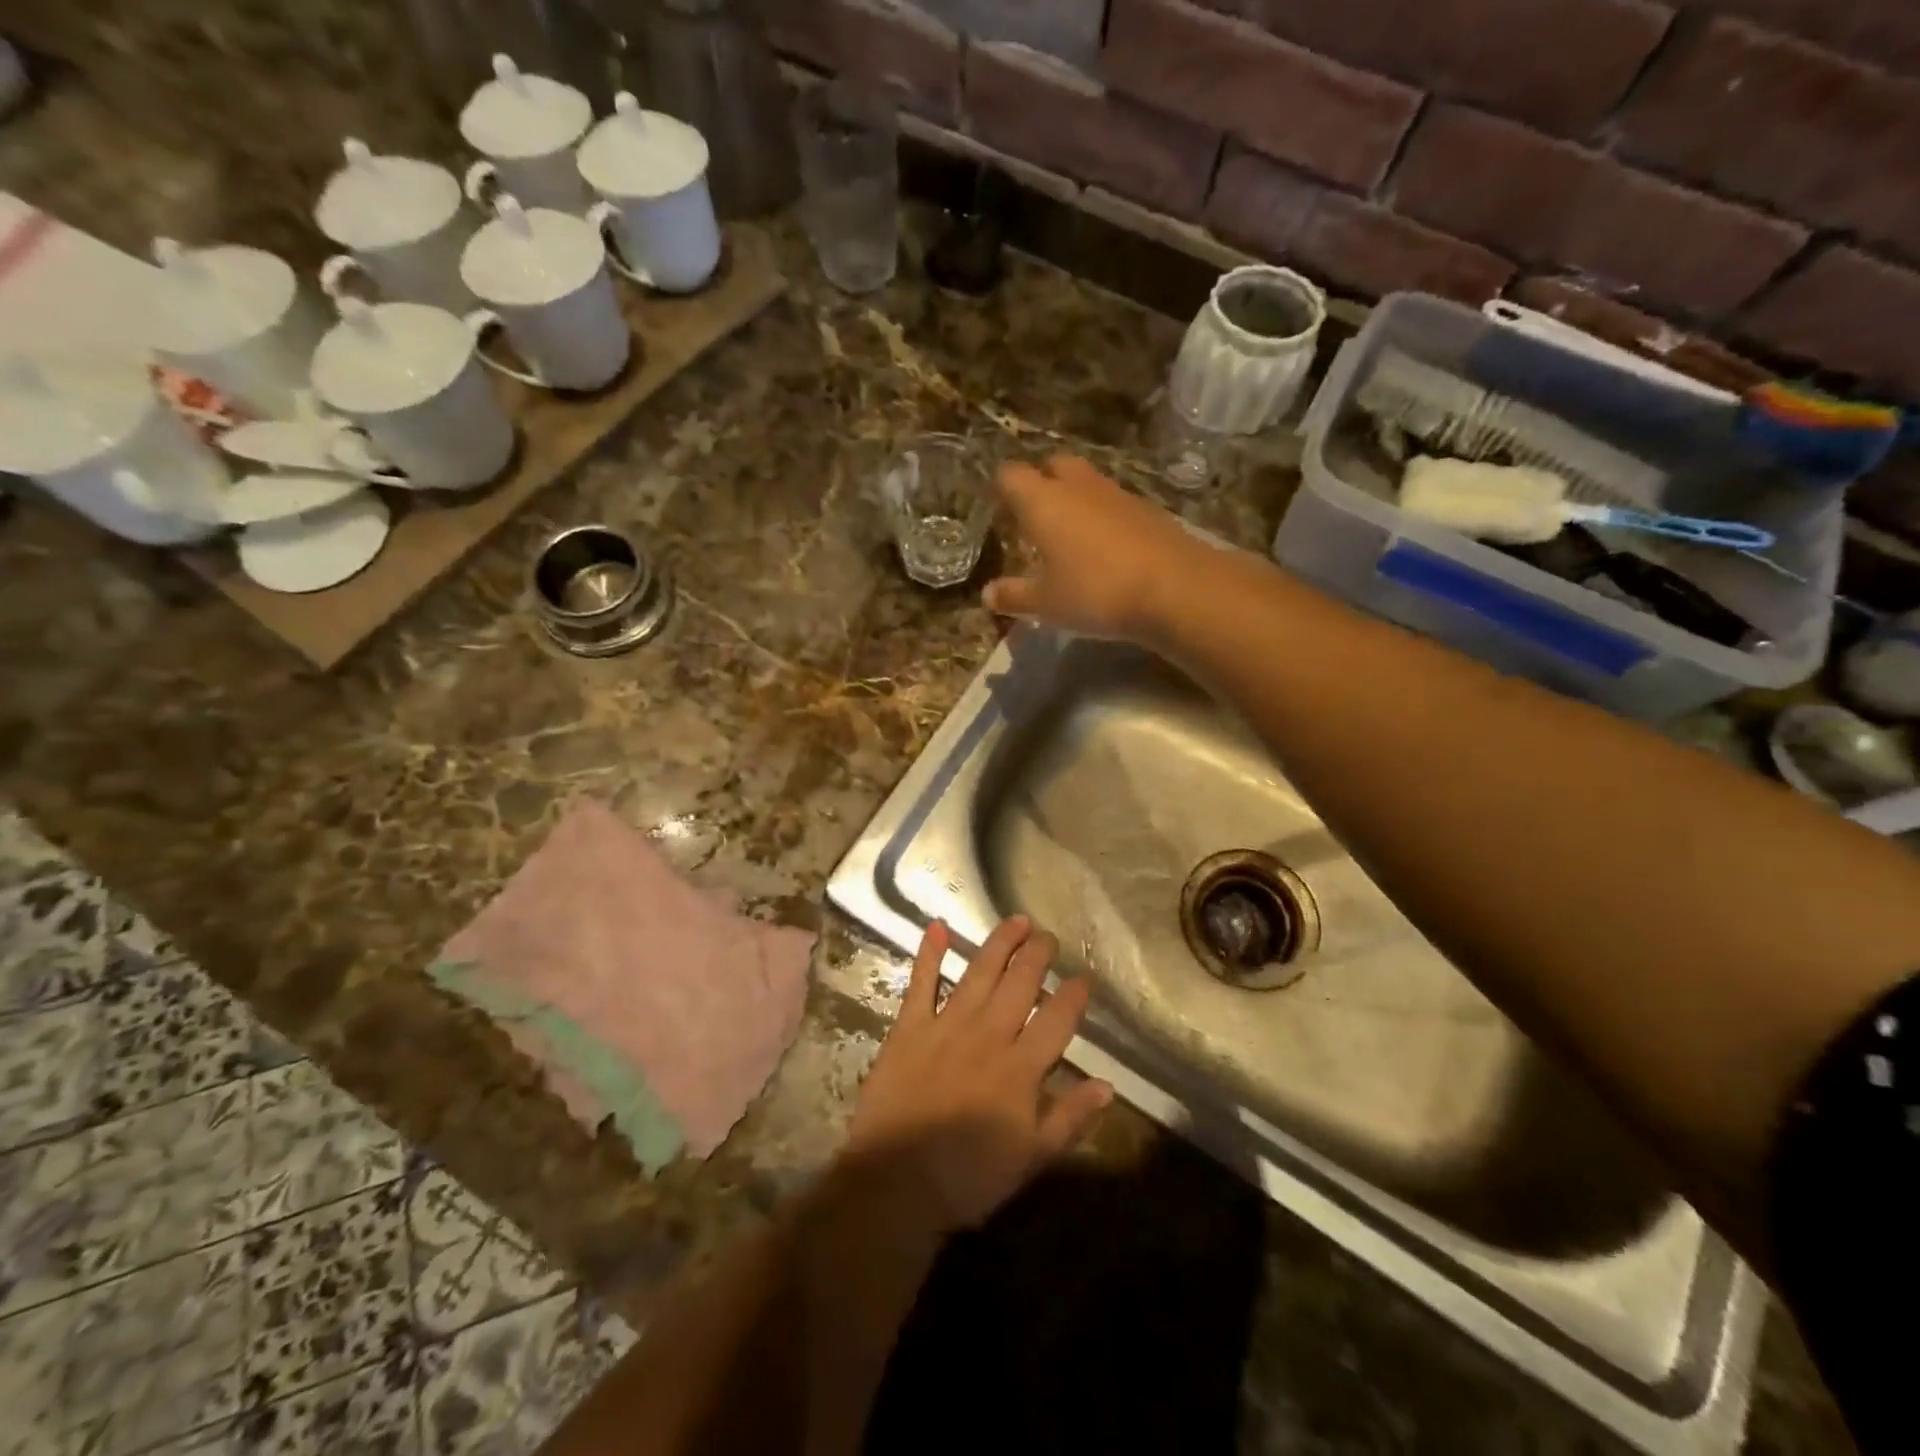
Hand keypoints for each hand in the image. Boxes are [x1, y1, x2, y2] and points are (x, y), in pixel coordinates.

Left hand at [845, 917, 1112, 1232]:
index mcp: (1021, 1067)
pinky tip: (937, 927)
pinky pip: (921, 982)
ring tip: (1017, 921)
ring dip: (1000, 943)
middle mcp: (988, 1034)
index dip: (1073, 995)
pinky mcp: (909, 1027)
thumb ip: (1070, 1117)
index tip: (1084, 977)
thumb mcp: (1032, 1157)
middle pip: (1020, 983)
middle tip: (1048, 936)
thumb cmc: (970, 1176)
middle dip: (1038, 954)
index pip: (1056, 1019)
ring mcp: (946, 1025)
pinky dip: (929, 953)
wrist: (897, 1182)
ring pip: (980, 972)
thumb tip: (1106, 1085)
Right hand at [983, 454, 1195, 640]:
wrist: (1175, 588)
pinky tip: (1107, 549)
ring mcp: (1117, 494)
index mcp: (1043, 502)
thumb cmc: (1095, 592)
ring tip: (1070, 536)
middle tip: (1036, 517)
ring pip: (1087, 482)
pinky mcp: (1147, 509)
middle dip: (1042, 482)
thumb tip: (987, 595)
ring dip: (1075, 499)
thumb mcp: (1046, 604)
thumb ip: (1014, 596)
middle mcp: (1078, 487)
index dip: (1001, 487)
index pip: (1011, 475)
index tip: (999, 507)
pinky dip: (1104, 517)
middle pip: (1053, 465)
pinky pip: (1114, 503)